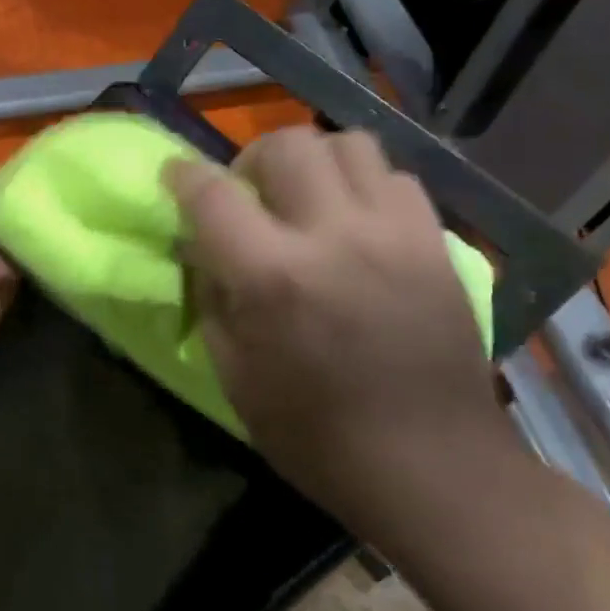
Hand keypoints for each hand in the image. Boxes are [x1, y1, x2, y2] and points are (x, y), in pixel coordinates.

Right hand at [167, 127, 509, 554]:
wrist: (435, 467)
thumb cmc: (318, 436)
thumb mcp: (235, 376)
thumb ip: (212, 298)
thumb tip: (201, 247)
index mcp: (274, 278)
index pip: (213, 194)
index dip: (183, 176)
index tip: (174, 175)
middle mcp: (334, 236)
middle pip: (285, 145)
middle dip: (251, 160)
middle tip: (249, 196)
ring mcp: (394, 233)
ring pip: (346, 143)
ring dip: (311, 161)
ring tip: (304, 198)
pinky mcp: (435, 243)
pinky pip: (395, 176)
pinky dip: (363, 183)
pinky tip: (353, 220)